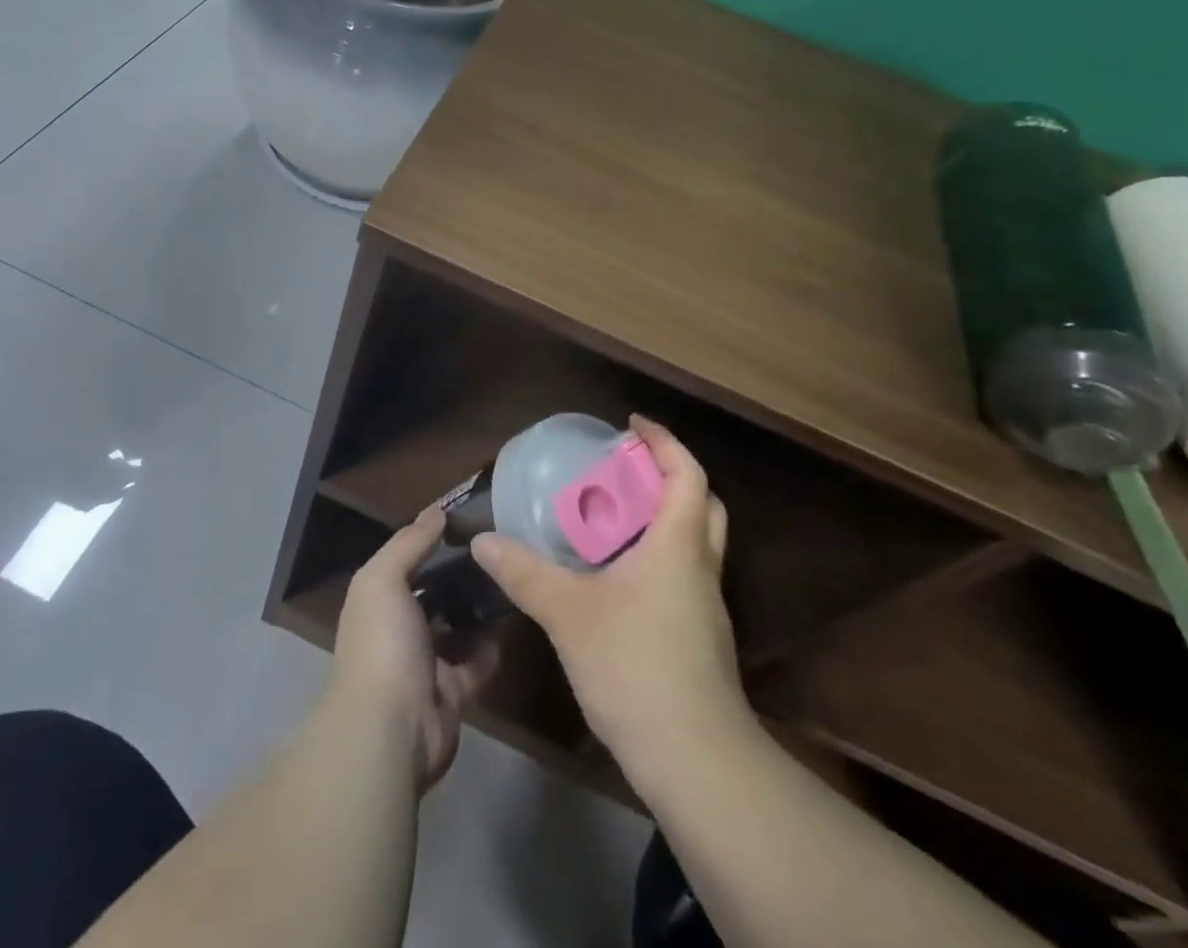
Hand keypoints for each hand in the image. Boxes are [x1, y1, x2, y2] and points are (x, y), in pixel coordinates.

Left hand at [332, 509, 499, 791]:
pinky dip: (490, 649)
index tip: (467, 519)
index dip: (431, 541)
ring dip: (477, 610)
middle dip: (459, 575)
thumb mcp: (384, 580)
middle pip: (433, 594)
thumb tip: (436, 511)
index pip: (406, 561)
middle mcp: (398, 629)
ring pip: (456, 628)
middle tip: (497, 550)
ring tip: (508, 580)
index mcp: (377, 600)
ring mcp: (424, 664)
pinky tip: (509, 626)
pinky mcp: (451, 694)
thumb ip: (409, 543)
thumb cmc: (383, 643)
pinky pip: (475, 665)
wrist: (390, 730)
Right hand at [469, 416, 750, 787]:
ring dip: (661, 519)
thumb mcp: (568, 614)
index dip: (663, 442)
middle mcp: (699, 568)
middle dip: (667, 476)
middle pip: (701, 504)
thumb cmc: (636, 667)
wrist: (697, 761)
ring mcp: (705, 607)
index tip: (632, 425)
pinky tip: (615, 577)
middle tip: (623, 470)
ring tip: (610, 517)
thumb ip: (525, 573)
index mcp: (678, 546)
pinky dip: (655, 557)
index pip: (687, 474)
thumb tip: (483, 540)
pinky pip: (681, 576)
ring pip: (693, 543)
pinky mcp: (699, 639)